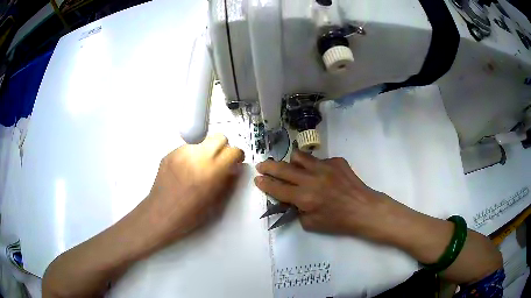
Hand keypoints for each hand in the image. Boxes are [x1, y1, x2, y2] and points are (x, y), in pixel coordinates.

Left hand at [142, 134, 244, 244]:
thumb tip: (234, 168)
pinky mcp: (169, 154)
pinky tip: (186, 170)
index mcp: (212, 170)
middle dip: (223, 148)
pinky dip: (192, 154)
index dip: (237, 156)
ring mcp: (181, 152)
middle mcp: (197, 156)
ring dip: (207, 149)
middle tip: (220, 161)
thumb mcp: (216, 202)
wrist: (161, 214)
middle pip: (219, 137)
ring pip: (202, 140)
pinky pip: (187, 147)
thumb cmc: (190, 214)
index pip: (233, 151)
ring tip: (201, 166)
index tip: (235, 163)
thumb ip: (228, 181)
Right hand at [254, 150, 414, 242]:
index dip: (265, 183)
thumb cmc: (338, 221)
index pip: (277, 188)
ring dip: (292, 162)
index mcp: (305, 198)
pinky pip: (319, 160)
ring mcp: (325, 167)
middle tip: (262, 165)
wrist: (363, 209)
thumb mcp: (311, 224)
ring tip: (293, 167)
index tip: (258, 179)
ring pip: (300, 156)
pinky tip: (323, 176)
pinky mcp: (336, 161)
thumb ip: (297, 211)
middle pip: (283, 168)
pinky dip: (316, 167)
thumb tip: (290, 199)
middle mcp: (312, 179)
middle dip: (268, 166)